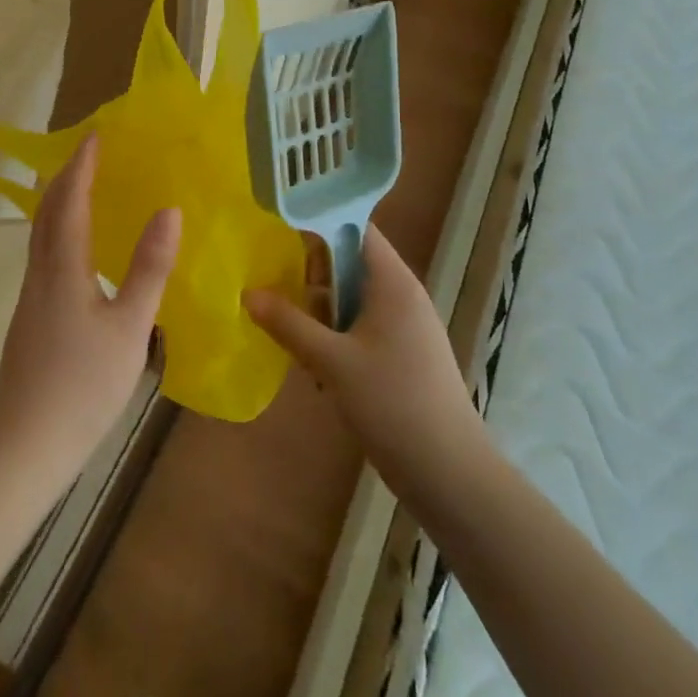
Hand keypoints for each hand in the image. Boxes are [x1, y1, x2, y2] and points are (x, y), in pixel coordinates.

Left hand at [0, 133, 179, 475]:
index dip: (82, 166)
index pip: (70, 201)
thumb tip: (169, 210)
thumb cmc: (82, 384)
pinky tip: (77, 248)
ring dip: (59, 202)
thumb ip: (149, 268)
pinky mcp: (31, 316)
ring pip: (41, 233)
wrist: (26, 441)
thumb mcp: (130, 326)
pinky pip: (44, 253)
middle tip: (89, 153)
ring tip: (83, 188)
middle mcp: (41, 272)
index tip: (95, 135)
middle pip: (47, 210)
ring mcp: (31, 295)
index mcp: (63, 266)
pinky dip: (59, 230)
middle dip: (66, 176)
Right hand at [245, 225, 486, 514]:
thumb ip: (288, 323)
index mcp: (392, 282)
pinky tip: (313, 363)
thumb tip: (248, 293)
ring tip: (288, 330)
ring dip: (319, 310)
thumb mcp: (331, 361)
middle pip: (348, 262)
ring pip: (350, 298)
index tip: (278, 229)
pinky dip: (334, 335)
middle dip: (311, 273)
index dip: (319, 222)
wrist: (450, 474)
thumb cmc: (392, 404)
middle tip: (275, 285)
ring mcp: (403, 326)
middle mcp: (401, 295)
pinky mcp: (400, 354)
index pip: (356, 228)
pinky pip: (359, 326)